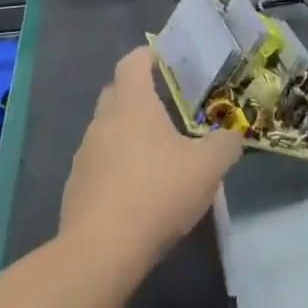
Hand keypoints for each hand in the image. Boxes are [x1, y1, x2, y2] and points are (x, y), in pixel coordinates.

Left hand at [60, 47, 243, 274]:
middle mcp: (103, 121)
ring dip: (127, 132)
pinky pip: (99, 163)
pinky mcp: (75, 187)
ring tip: (156, 151)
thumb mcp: (208, 167)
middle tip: (168, 104)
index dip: (148, 55)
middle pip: (116, 92)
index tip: (167, 60)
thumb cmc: (157, 193)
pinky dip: (117, 165)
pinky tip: (138, 189)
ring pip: (106, 129)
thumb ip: (225, 145)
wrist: (100, 252)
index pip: (132, 62)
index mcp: (132, 104)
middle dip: (138, 92)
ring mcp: (84, 155)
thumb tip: (232, 135)